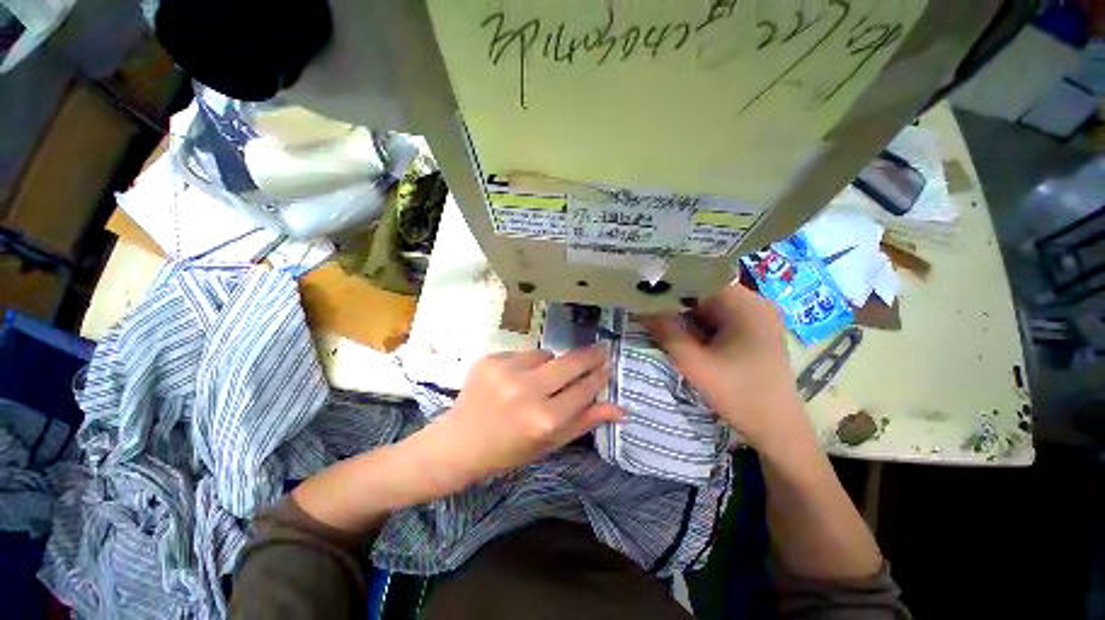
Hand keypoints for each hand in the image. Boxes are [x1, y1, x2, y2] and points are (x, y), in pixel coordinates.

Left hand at [429, 345, 622, 489]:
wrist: (459, 443)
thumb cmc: (509, 450)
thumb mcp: (550, 443)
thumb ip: (585, 422)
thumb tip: (621, 409)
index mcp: (545, 419)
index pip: (584, 388)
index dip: (599, 376)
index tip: (608, 366)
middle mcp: (527, 391)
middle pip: (570, 362)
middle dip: (590, 354)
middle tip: (601, 349)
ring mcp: (506, 371)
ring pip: (546, 354)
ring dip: (551, 363)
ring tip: (539, 379)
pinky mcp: (490, 359)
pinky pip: (522, 353)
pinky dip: (525, 363)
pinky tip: (514, 379)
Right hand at [642, 283, 808, 452]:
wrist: (777, 430)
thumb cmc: (739, 395)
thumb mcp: (694, 363)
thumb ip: (666, 332)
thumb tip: (639, 307)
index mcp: (748, 306)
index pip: (703, 278)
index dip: (673, 281)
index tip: (645, 286)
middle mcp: (755, 304)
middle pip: (707, 291)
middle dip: (676, 298)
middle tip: (645, 301)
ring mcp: (755, 318)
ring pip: (710, 305)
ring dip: (685, 312)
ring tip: (656, 312)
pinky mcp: (752, 331)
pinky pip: (718, 318)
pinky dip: (697, 323)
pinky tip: (679, 329)